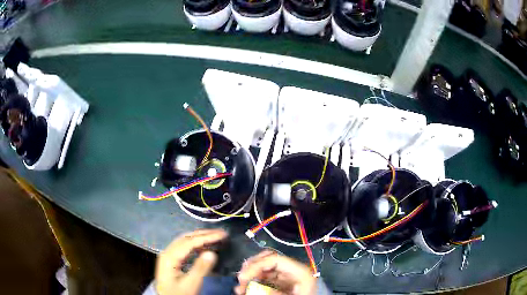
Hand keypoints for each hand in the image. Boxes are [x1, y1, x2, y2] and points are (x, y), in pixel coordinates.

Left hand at [155, 229, 227, 294]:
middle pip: (186, 238)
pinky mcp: (171, 261)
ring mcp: (168, 256)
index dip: (207, 237)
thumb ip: (200, 268)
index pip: (190, 242)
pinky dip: (195, 245)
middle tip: (221, 233)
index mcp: (170, 257)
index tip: (222, 234)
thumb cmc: (179, 294)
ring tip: (215, 237)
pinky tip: (204, 247)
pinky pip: (183, 248)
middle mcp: (167, 252)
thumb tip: (212, 252)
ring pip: (184, 242)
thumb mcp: (191, 284)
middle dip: (204, 234)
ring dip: (200, 238)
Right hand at [235, 250, 316, 294]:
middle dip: (251, 269)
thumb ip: (275, 293)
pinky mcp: (283, 284)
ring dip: (250, 276)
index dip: (255, 265)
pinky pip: (266, 279)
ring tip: (240, 288)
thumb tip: (253, 290)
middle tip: (240, 281)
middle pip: (267, 260)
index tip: (242, 278)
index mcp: (298, 270)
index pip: (273, 259)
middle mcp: (291, 270)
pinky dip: (255, 283)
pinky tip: (246, 289)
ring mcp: (286, 277)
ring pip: (264, 270)